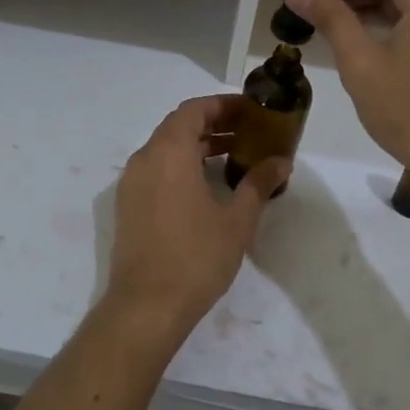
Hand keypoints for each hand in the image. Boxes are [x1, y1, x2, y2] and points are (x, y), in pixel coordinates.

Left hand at [105, 95, 288, 346]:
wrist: (147, 305)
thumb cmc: (196, 256)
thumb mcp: (237, 219)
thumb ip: (258, 183)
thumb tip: (281, 163)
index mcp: (169, 152)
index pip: (194, 110)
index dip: (222, 105)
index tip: (249, 110)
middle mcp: (144, 159)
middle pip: (178, 126)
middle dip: (213, 124)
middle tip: (247, 132)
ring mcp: (131, 183)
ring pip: (165, 149)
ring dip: (197, 146)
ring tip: (233, 157)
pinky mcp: (128, 205)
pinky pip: (156, 170)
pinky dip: (180, 166)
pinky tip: (206, 186)